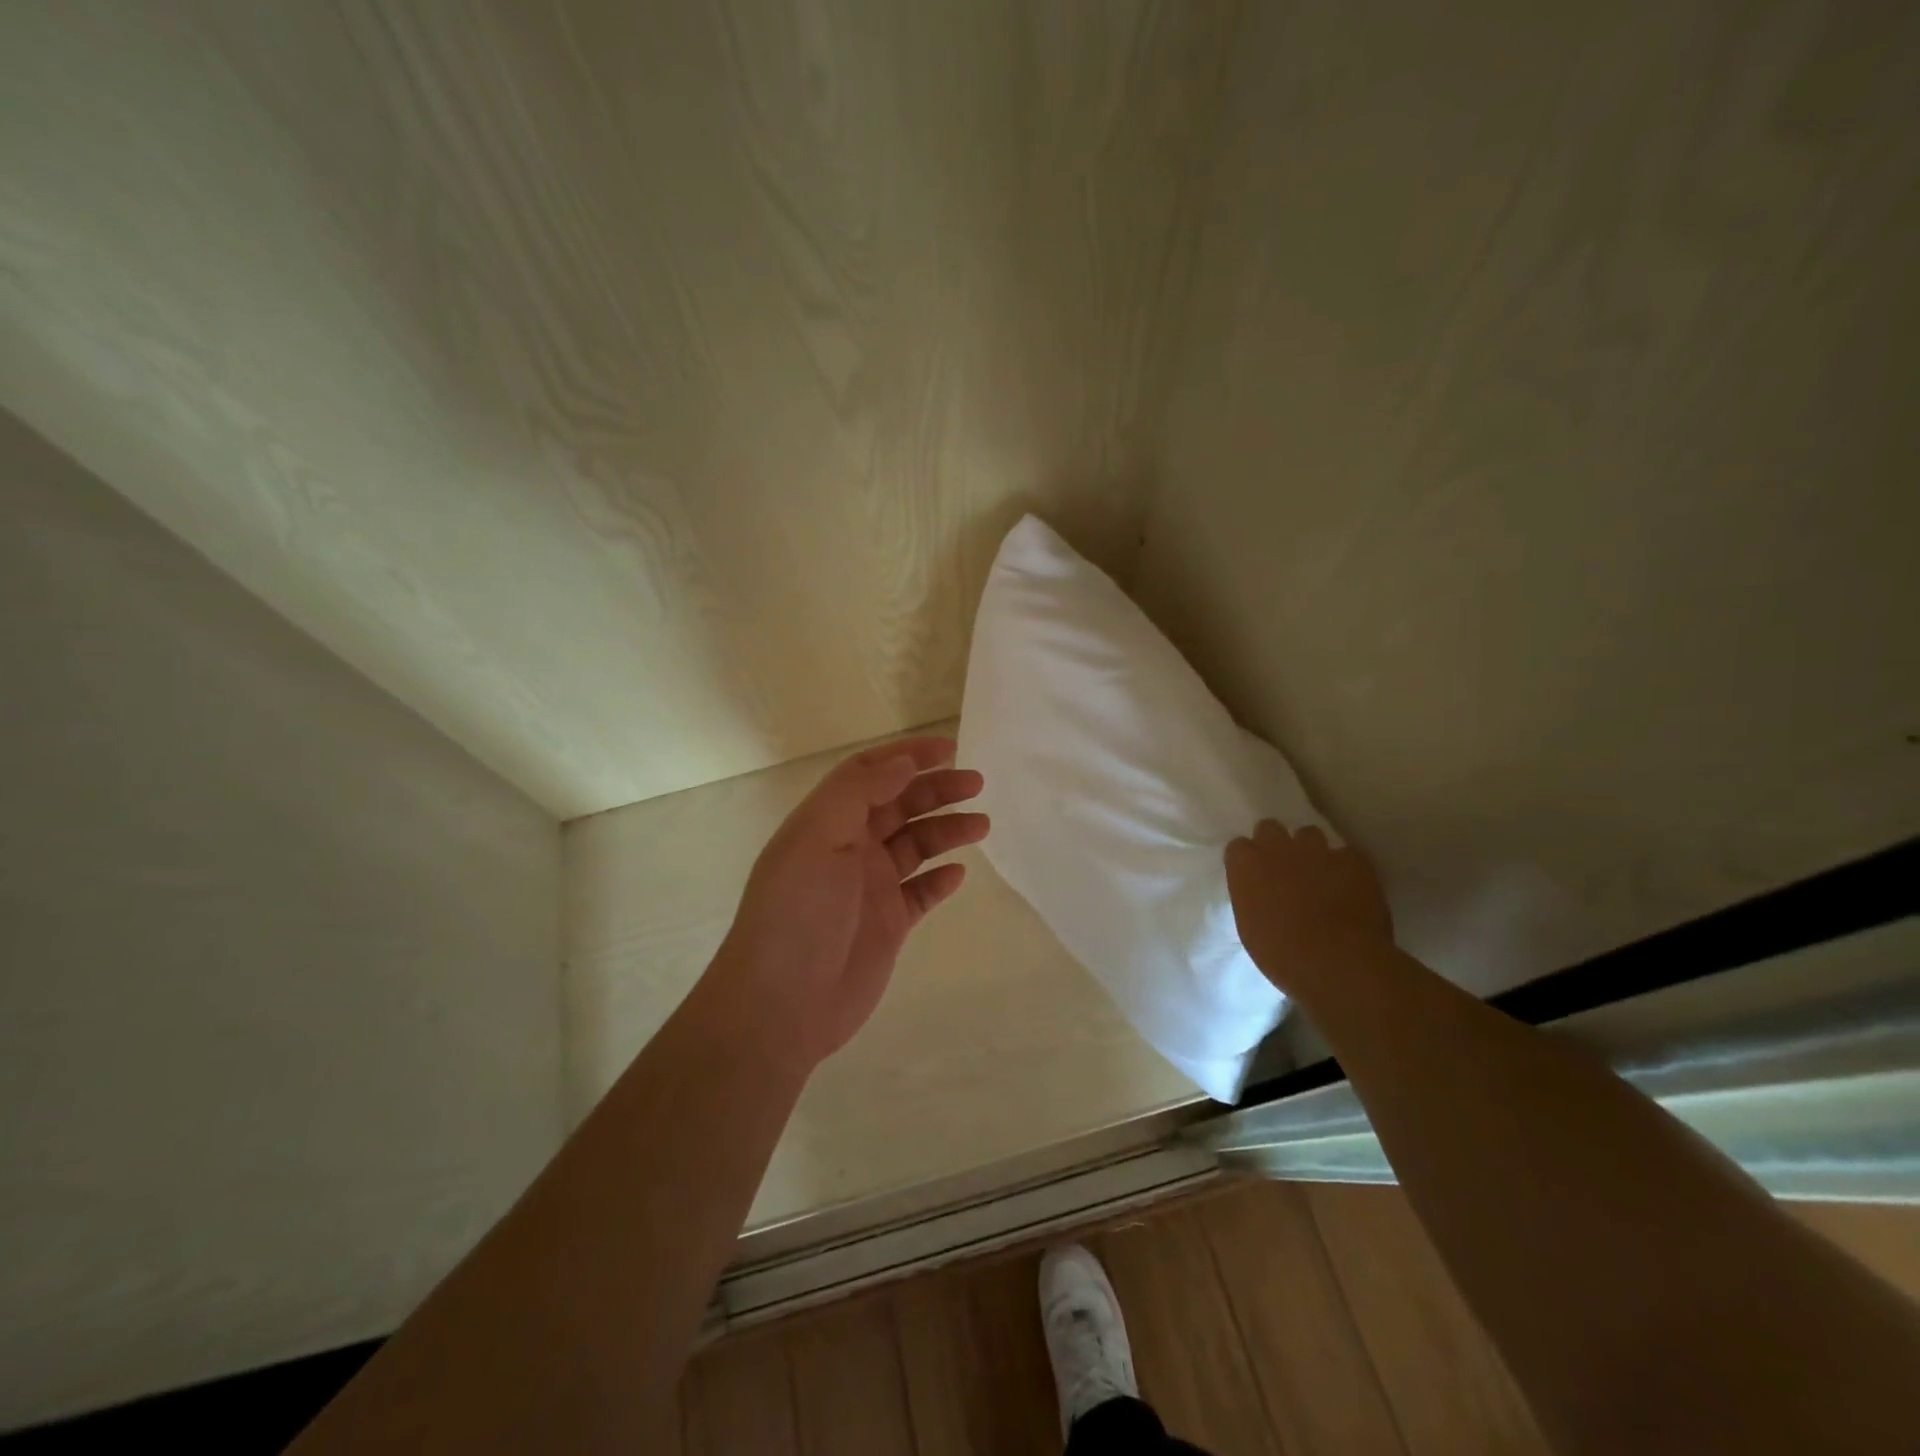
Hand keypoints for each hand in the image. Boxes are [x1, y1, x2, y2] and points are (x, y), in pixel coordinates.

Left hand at [717, 737, 987, 1070]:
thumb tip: (903, 764)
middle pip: (899, 805)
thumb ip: (859, 792)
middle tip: (977, 784)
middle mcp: (848, 847)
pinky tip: (959, 874)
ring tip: (982, 825)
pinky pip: (921, 892)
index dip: (907, 755)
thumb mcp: (818, 836)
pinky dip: (940, 879)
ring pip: (916, 845)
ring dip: (947, 830)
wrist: (783, 1003)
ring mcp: (869, 887)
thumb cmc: (798, 910)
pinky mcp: (888, 923)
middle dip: (937, 790)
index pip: (869, 773)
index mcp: (827, 821)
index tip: (949, 749)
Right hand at [1225, 821, 1393, 992]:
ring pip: (1309, 834)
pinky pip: (1346, 854)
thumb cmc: (1282, 954)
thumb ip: (1252, 898)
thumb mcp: (1250, 927)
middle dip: (1275, 844)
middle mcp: (1277, 848)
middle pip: (1269, 828)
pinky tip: (1350, 886)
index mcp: (1246, 866)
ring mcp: (1317, 850)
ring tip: (1319, 874)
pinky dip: (1346, 867)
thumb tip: (1261, 895)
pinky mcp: (1352, 859)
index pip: (1238, 847)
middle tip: (1282, 869)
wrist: (1337, 962)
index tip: (1253, 877)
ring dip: (1310, 851)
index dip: (1247, 861)